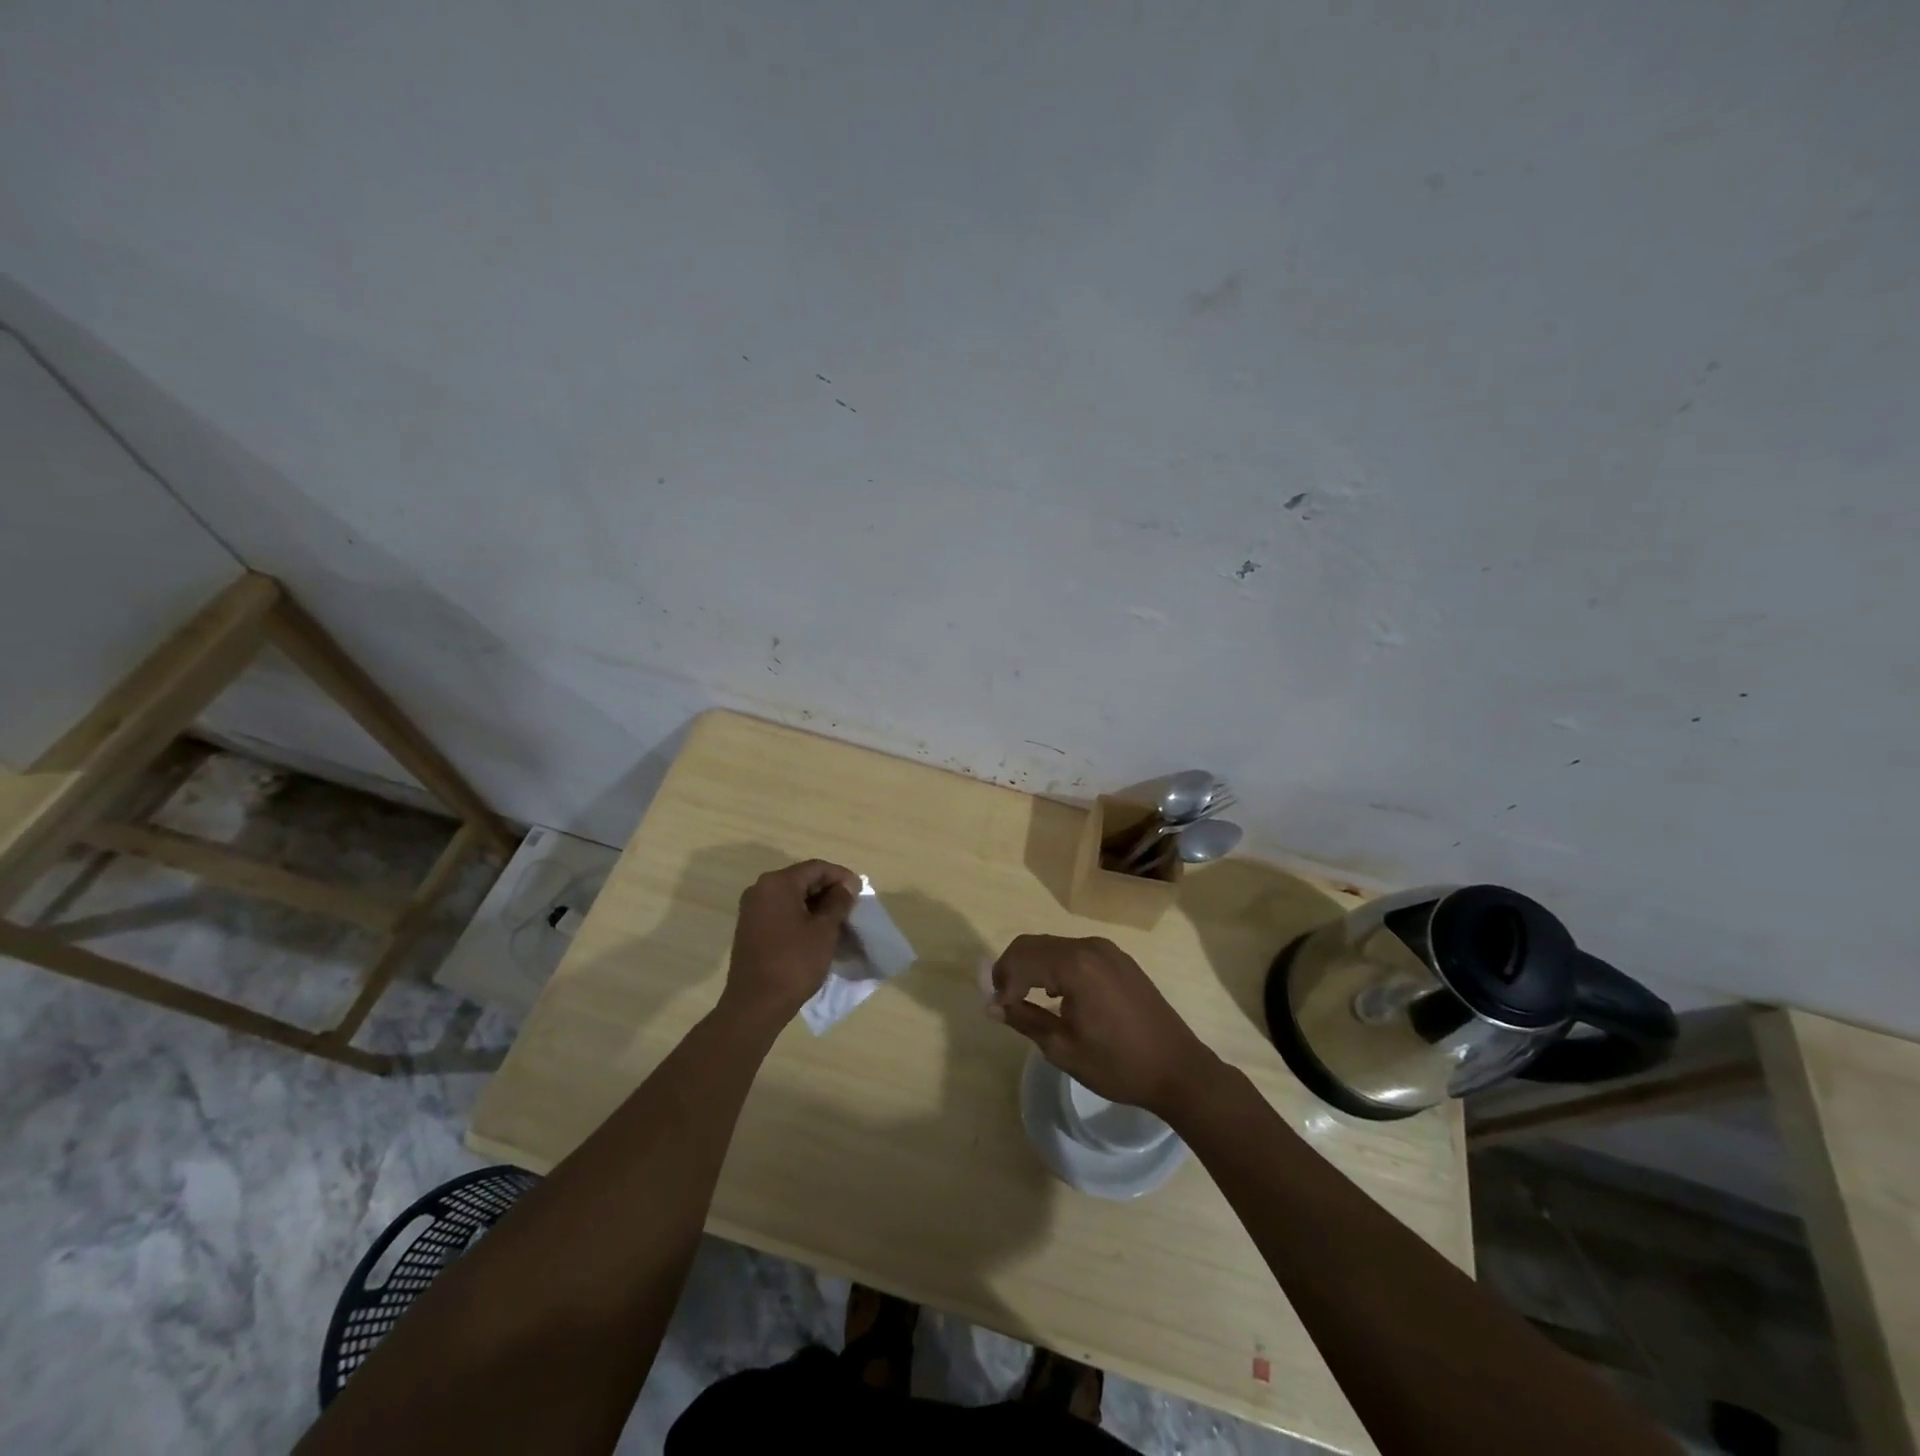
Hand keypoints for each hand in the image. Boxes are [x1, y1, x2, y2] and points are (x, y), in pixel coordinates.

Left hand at [721, 859, 860, 1029]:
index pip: (816, 868)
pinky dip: (801, 916)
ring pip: (792, 897)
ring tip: (839, 921)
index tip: (860, 892)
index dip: (841, 876)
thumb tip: (847, 885)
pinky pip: (781, 911)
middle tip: (852, 907)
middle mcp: (760, 889)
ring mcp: (752, 909)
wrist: (755, 1005)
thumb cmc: (794, 963)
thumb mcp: (825, 930)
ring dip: (817, 905)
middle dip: (829, 891)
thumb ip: (839, 902)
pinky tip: (818, 932)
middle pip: (802, 880)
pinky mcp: (750, 928)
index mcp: (777, 883)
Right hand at [985, 934, 1218, 1115]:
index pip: (1021, 959)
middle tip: (1003, 1001)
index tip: (997, 1010)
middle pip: (1034, 944)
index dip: (1002, 982)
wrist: (1178, 1069)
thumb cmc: (1117, 1064)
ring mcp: (1107, 950)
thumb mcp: (1063, 1049)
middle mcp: (1089, 947)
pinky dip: (1056, 966)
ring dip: (1033, 966)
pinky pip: (1075, 952)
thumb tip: (992, 1006)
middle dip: (1012, 969)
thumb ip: (1025, 1020)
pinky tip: (1058, 995)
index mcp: (1074, 966)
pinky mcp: (1119, 959)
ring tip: (1025, 999)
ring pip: (1053, 946)